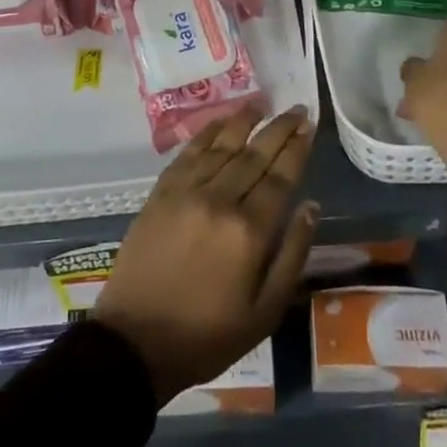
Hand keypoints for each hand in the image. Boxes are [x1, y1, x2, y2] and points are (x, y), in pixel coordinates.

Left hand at [94, 107, 317, 405]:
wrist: (136, 342)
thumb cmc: (208, 335)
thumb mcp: (265, 311)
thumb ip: (292, 255)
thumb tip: (311, 207)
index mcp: (249, 231)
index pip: (280, 177)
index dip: (297, 149)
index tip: (309, 126)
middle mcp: (219, 200)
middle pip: (255, 154)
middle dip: (279, 129)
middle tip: (296, 109)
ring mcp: (186, 192)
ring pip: (221, 145)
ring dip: (244, 122)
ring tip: (262, 105)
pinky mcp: (160, 193)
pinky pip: (189, 153)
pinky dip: (207, 133)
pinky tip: (221, 122)